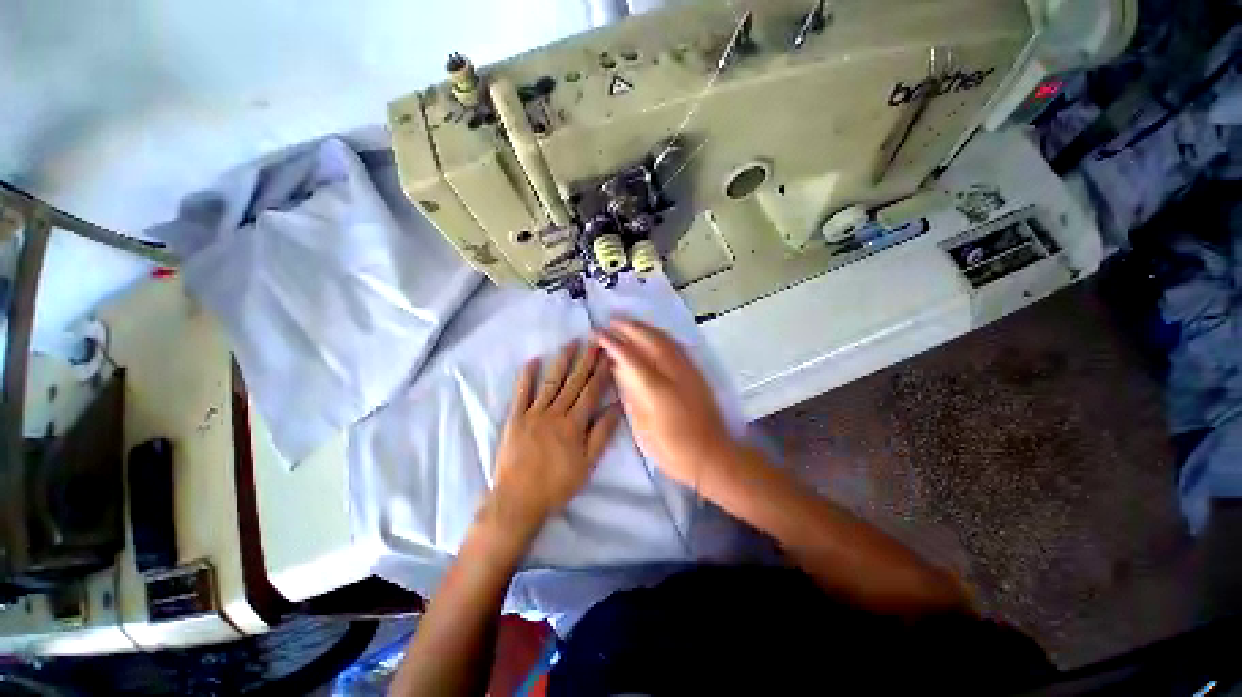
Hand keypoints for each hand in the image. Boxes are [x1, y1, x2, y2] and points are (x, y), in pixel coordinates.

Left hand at [489, 340, 620, 535]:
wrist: (518, 500)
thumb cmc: (557, 485)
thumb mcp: (587, 464)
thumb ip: (602, 433)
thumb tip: (617, 407)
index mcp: (574, 424)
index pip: (591, 391)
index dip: (601, 372)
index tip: (609, 355)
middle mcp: (555, 413)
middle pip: (574, 382)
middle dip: (586, 360)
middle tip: (594, 340)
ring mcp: (533, 413)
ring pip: (551, 381)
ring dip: (562, 361)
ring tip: (571, 343)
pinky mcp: (515, 418)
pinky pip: (521, 393)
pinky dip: (526, 376)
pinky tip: (532, 360)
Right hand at [596, 320, 736, 489]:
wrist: (712, 455)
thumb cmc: (672, 449)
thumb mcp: (643, 426)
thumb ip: (631, 394)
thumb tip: (619, 370)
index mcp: (657, 389)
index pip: (630, 357)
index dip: (612, 343)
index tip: (598, 333)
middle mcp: (674, 372)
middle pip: (650, 340)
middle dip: (629, 327)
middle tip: (611, 321)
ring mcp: (688, 370)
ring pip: (665, 339)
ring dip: (645, 328)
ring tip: (629, 323)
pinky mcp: (697, 373)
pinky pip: (676, 346)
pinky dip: (661, 336)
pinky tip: (653, 336)